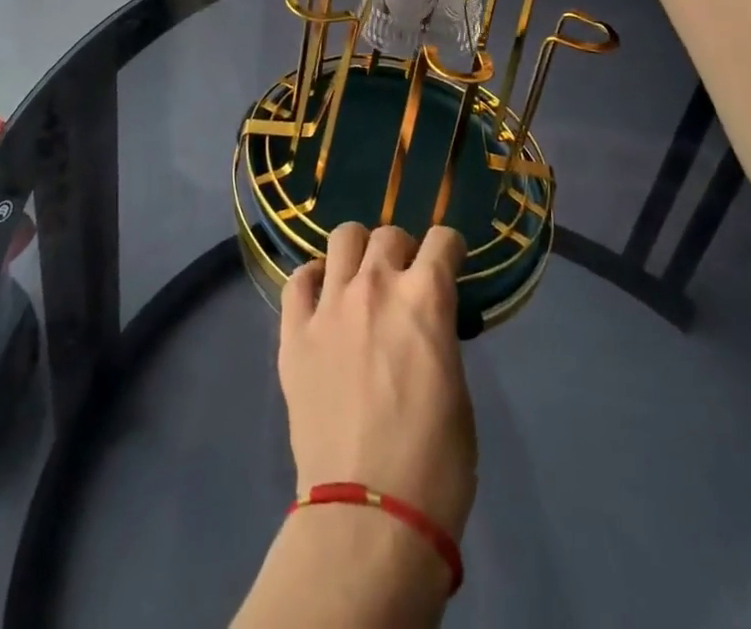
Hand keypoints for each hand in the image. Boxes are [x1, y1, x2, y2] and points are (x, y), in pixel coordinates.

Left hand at [279, 223, 476, 537]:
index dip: (450, 250)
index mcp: (425, 297)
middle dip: (402, 250)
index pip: (442, 239)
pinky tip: (322, 298)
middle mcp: (376, 285)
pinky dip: (314, 280)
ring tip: (360, 279)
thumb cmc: (434, 464)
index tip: (449, 265)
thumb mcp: (456, 388)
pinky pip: (298, 279)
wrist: (370, 516)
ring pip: (342, 238)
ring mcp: (330, 304)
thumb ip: (438, 338)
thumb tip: (425, 327)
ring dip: (358, 252)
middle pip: (388, 234)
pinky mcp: (294, 332)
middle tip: (404, 280)